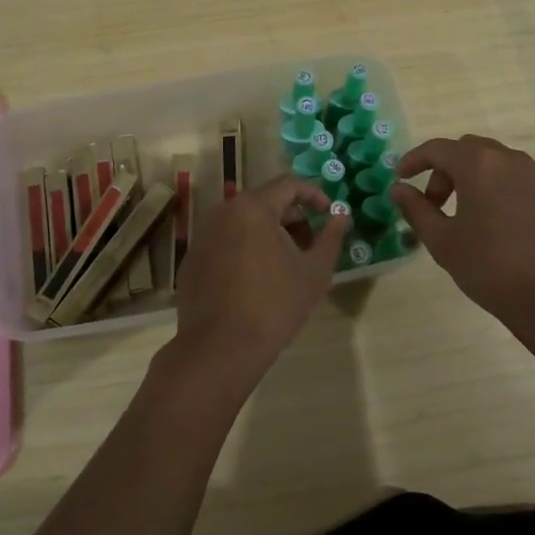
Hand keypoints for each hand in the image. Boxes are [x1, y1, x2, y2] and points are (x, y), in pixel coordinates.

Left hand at [169, 174, 347, 396]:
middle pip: (264, 201)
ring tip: (288, 263)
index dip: (314, 195)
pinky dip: (245, 248)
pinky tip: (257, 280)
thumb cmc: (274, 306)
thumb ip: (330, 238)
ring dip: (269, 233)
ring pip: (243, 222)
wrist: (219, 349)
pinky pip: (226, 242)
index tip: (329, 214)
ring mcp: (203, 235)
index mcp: (252, 208)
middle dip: (292, 218)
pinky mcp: (193, 259)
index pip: (288, 184)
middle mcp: (222, 212)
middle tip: (312, 244)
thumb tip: (342, 216)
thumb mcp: (314, 272)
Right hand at [392, 135, 534, 360]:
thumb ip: (416, 210)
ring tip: (480, 219)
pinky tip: (518, 231)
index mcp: (480, 165)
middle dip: (450, 170)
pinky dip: (518, 198)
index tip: (402, 177)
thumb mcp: (443, 243)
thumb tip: (399, 188)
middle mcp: (516, 161)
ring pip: (508, 168)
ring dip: (486, 182)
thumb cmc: (493, 270)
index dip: (415, 160)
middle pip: (473, 151)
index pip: (438, 148)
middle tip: (439, 202)